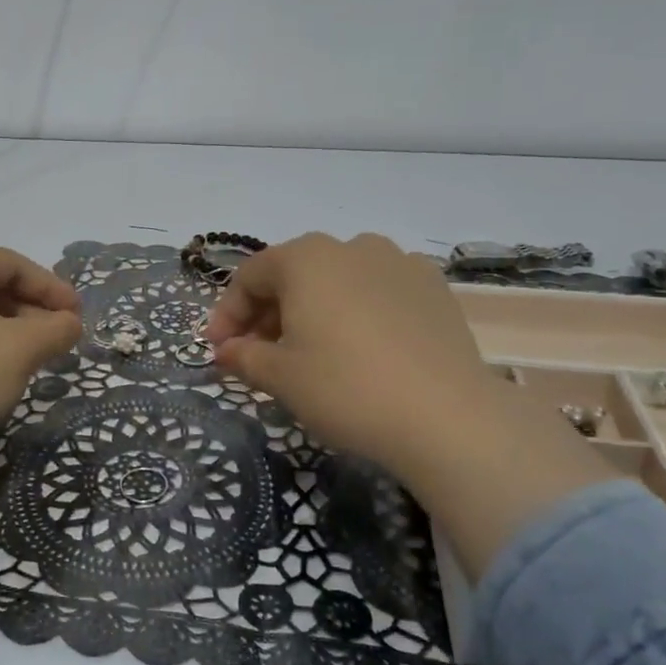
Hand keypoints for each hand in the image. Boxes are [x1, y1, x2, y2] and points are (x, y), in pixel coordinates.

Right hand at [205, 233, 612, 576]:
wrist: (447, 418)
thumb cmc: (346, 389)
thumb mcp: (280, 377)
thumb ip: (243, 356)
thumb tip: (226, 350)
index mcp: (306, 257)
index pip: (250, 277)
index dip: (227, 314)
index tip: (218, 350)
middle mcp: (352, 246)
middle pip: (294, 274)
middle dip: (267, 313)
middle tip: (257, 355)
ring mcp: (399, 263)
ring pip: (337, 281)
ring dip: (312, 311)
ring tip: (308, 352)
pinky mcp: (433, 288)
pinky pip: (377, 292)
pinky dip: (355, 313)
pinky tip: (358, 349)